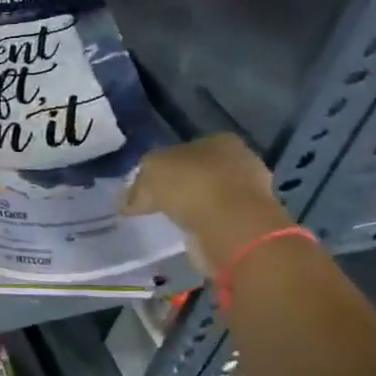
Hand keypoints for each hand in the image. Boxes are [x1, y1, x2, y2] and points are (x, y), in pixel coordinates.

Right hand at [125, 134, 291, 275]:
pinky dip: (202, 226)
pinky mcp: (249, 223)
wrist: (231, 226)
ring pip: (211, 197)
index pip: (188, 148)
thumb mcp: (150, 174)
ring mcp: (249, 194)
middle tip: (157, 202)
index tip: (150, 182)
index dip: (166, 164)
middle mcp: (239, 162)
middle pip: (201, 171)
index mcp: (220, 141)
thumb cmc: (191, 185)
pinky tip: (185, 233)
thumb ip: (137, 186)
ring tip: (169, 220)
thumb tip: (126, 202)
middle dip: (181, 185)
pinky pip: (217, 221)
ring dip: (193, 207)